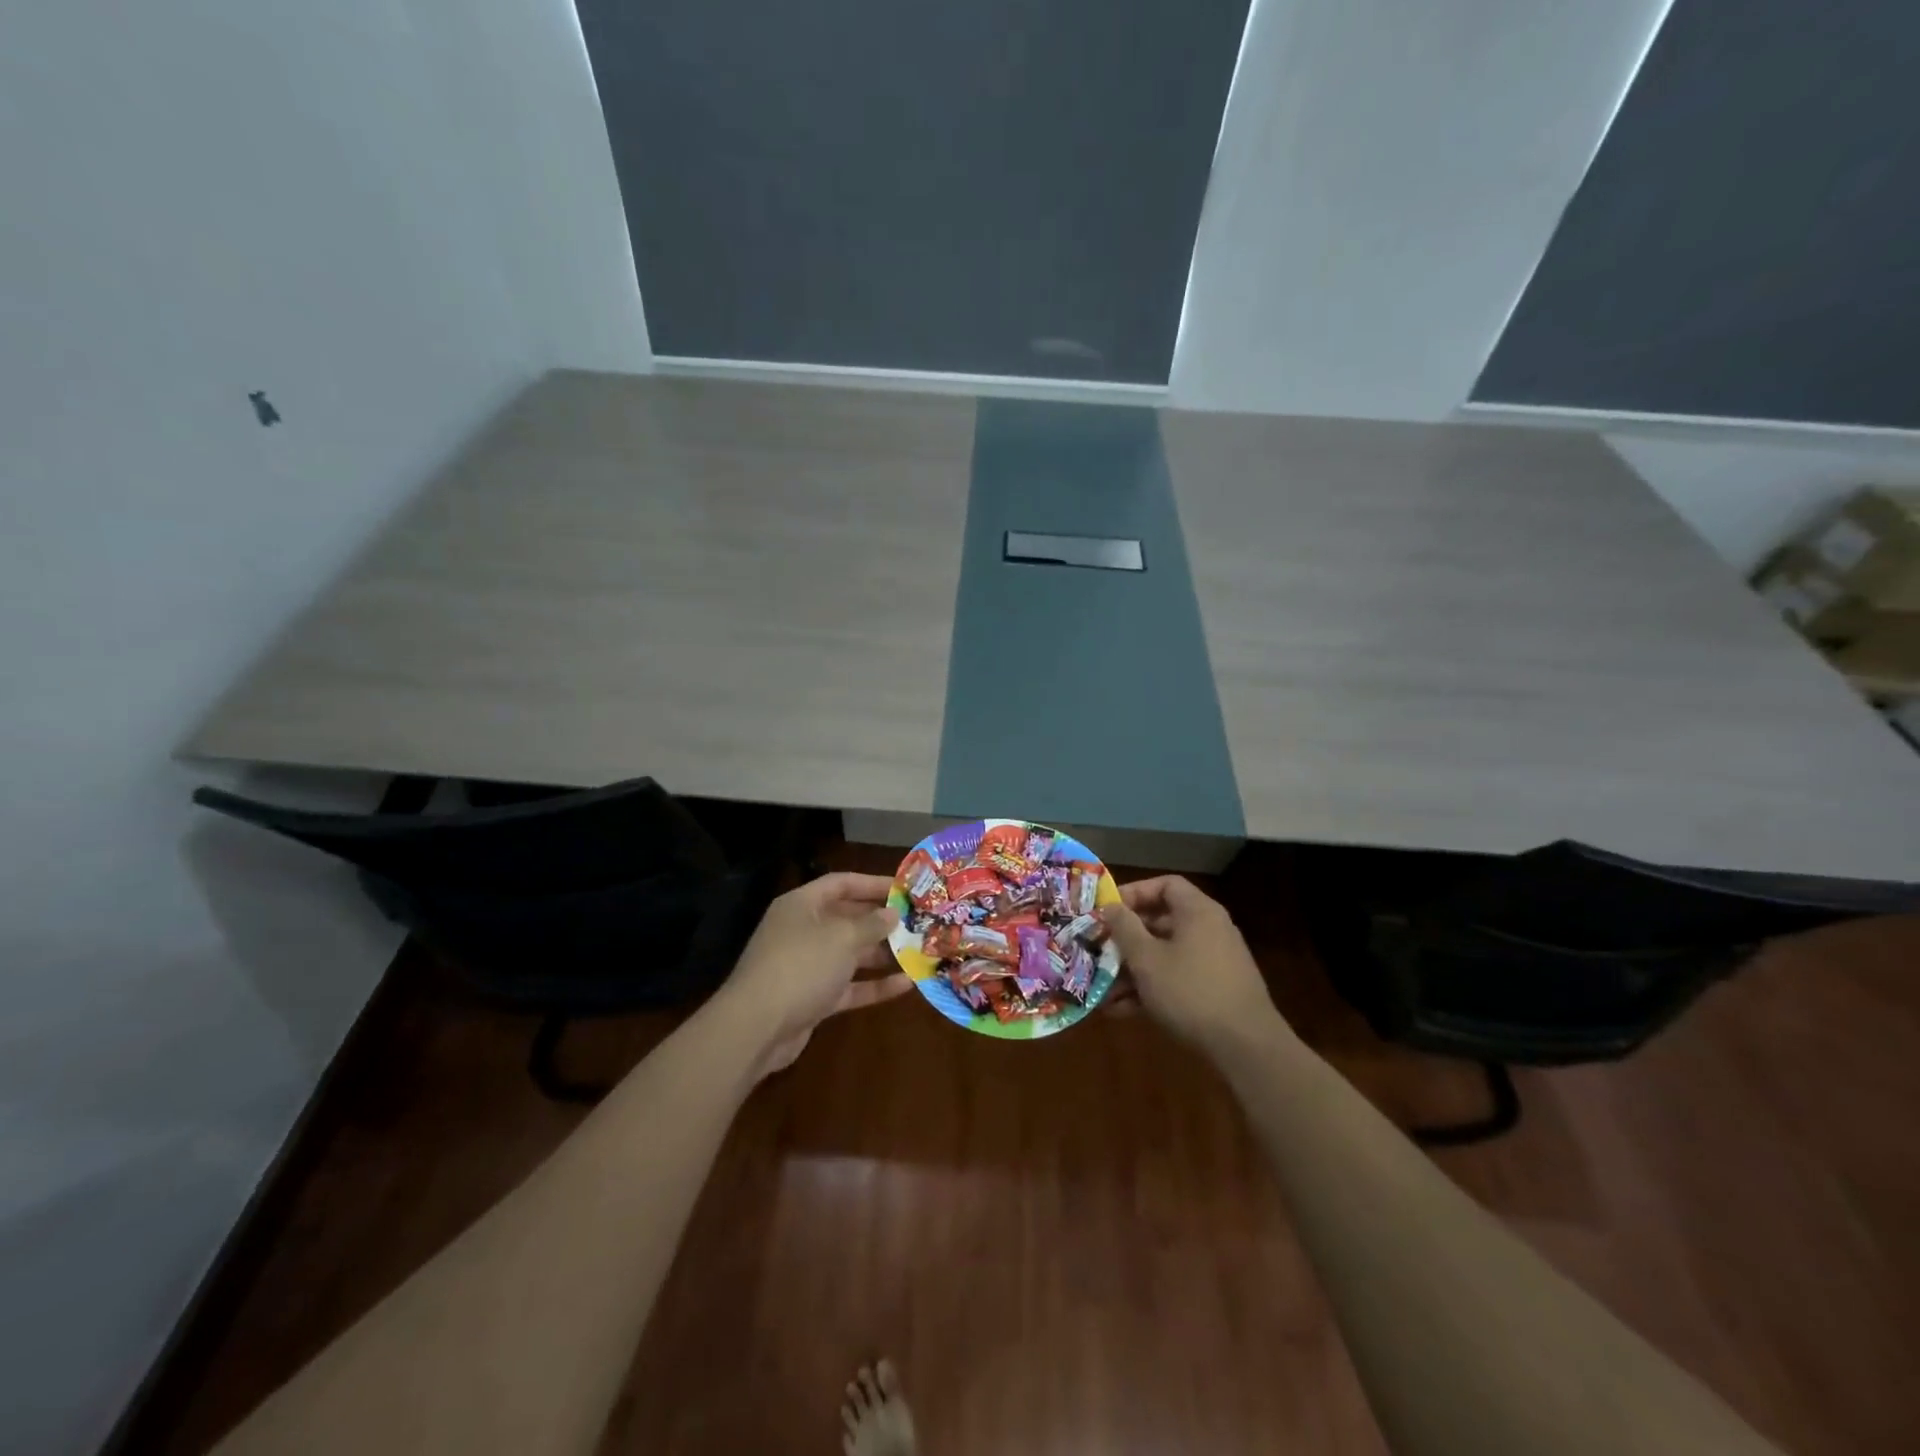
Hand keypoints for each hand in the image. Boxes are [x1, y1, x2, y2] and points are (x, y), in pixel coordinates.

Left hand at [714, 872, 911, 1076]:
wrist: (756, 1028)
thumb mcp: (842, 937)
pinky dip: (874, 985)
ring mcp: (807, 966)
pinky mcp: (813, 998)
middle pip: (848, 918)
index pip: (842, 883)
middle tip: (919, 921)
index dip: (873, 883)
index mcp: (802, 905)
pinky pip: (849, 986)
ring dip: (883, 954)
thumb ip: (871, 923)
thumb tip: (892, 913)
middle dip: (882, 921)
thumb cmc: (800, 966)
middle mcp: (803, 930)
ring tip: (920, 952)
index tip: (905, 888)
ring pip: (851, 954)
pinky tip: (907, 985)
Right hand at [1098, 876, 1287, 1057]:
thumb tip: (1111, 907)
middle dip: (1126, 940)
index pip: (1166, 885)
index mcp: (1198, 912)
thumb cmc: (1190, 991)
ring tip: (1103, 991)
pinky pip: (1177, 979)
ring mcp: (1215, 962)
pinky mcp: (1215, 991)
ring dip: (1133, 971)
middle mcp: (1210, 930)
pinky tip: (1123, 1011)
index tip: (1108, 912)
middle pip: (1161, 922)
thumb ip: (1124, 928)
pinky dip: (1152, 988)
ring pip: (1165, 956)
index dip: (1134, 893)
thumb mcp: (1146, 958)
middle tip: (1099, 952)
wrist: (1246, 1047)